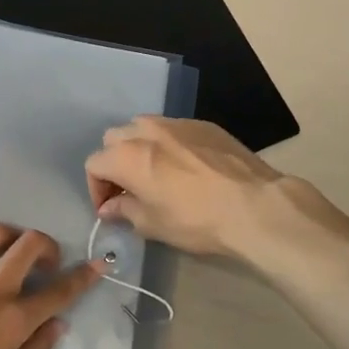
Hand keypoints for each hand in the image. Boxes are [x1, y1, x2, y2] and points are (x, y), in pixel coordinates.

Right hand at [85, 116, 286, 258]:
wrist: (254, 206)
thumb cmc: (196, 220)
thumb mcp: (153, 225)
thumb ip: (124, 211)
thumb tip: (110, 208)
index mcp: (127, 156)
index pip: (94, 164)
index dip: (96, 189)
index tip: (110, 209)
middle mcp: (147, 131)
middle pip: (114, 139)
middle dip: (115, 163)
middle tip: (128, 189)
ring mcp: (177, 123)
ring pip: (143, 127)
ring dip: (139, 147)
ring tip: (154, 172)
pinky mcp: (204, 125)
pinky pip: (173, 129)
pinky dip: (168, 144)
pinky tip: (185, 166)